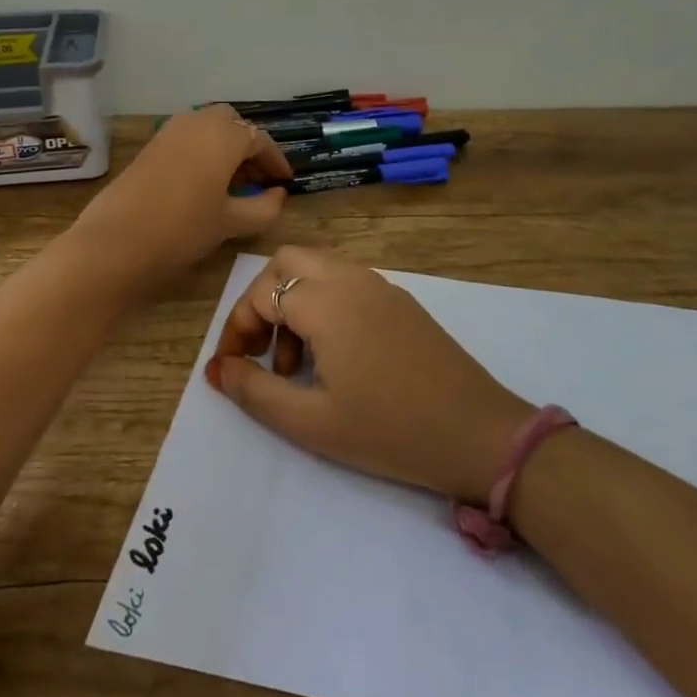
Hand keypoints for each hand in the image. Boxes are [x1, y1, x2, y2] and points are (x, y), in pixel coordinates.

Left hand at [72, 106, 291, 285]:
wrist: (116, 242)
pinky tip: (204, 183)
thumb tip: (278, 194)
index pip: (259, 140)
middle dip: (248, 146)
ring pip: (207, 127)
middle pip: (232, 124)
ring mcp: (169, 131)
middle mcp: (197, 122)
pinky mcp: (150, 146)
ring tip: (233, 183)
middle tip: (257, 178)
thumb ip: (263, 207)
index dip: (275, 161)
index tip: (285, 182)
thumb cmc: (183, 229)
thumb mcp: (231, 222)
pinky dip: (202, 151)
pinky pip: (186, 138)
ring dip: (223, 147)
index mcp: (223, 135)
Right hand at [204, 247, 533, 503]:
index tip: (232, 370)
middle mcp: (351, 278)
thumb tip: (217, 370)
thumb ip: (255, 391)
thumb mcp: (311, 422)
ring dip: (293, 304)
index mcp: (326, 300)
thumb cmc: (389, 430)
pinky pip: (346, 283)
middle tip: (262, 351)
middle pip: (287, 263)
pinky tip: (335, 358)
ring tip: (297, 366)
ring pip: (317, 269)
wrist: (478, 433)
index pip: (261, 293)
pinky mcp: (400, 301)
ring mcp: (380, 285)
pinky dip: (324, 305)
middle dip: (262, 300)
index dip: (237, 329)